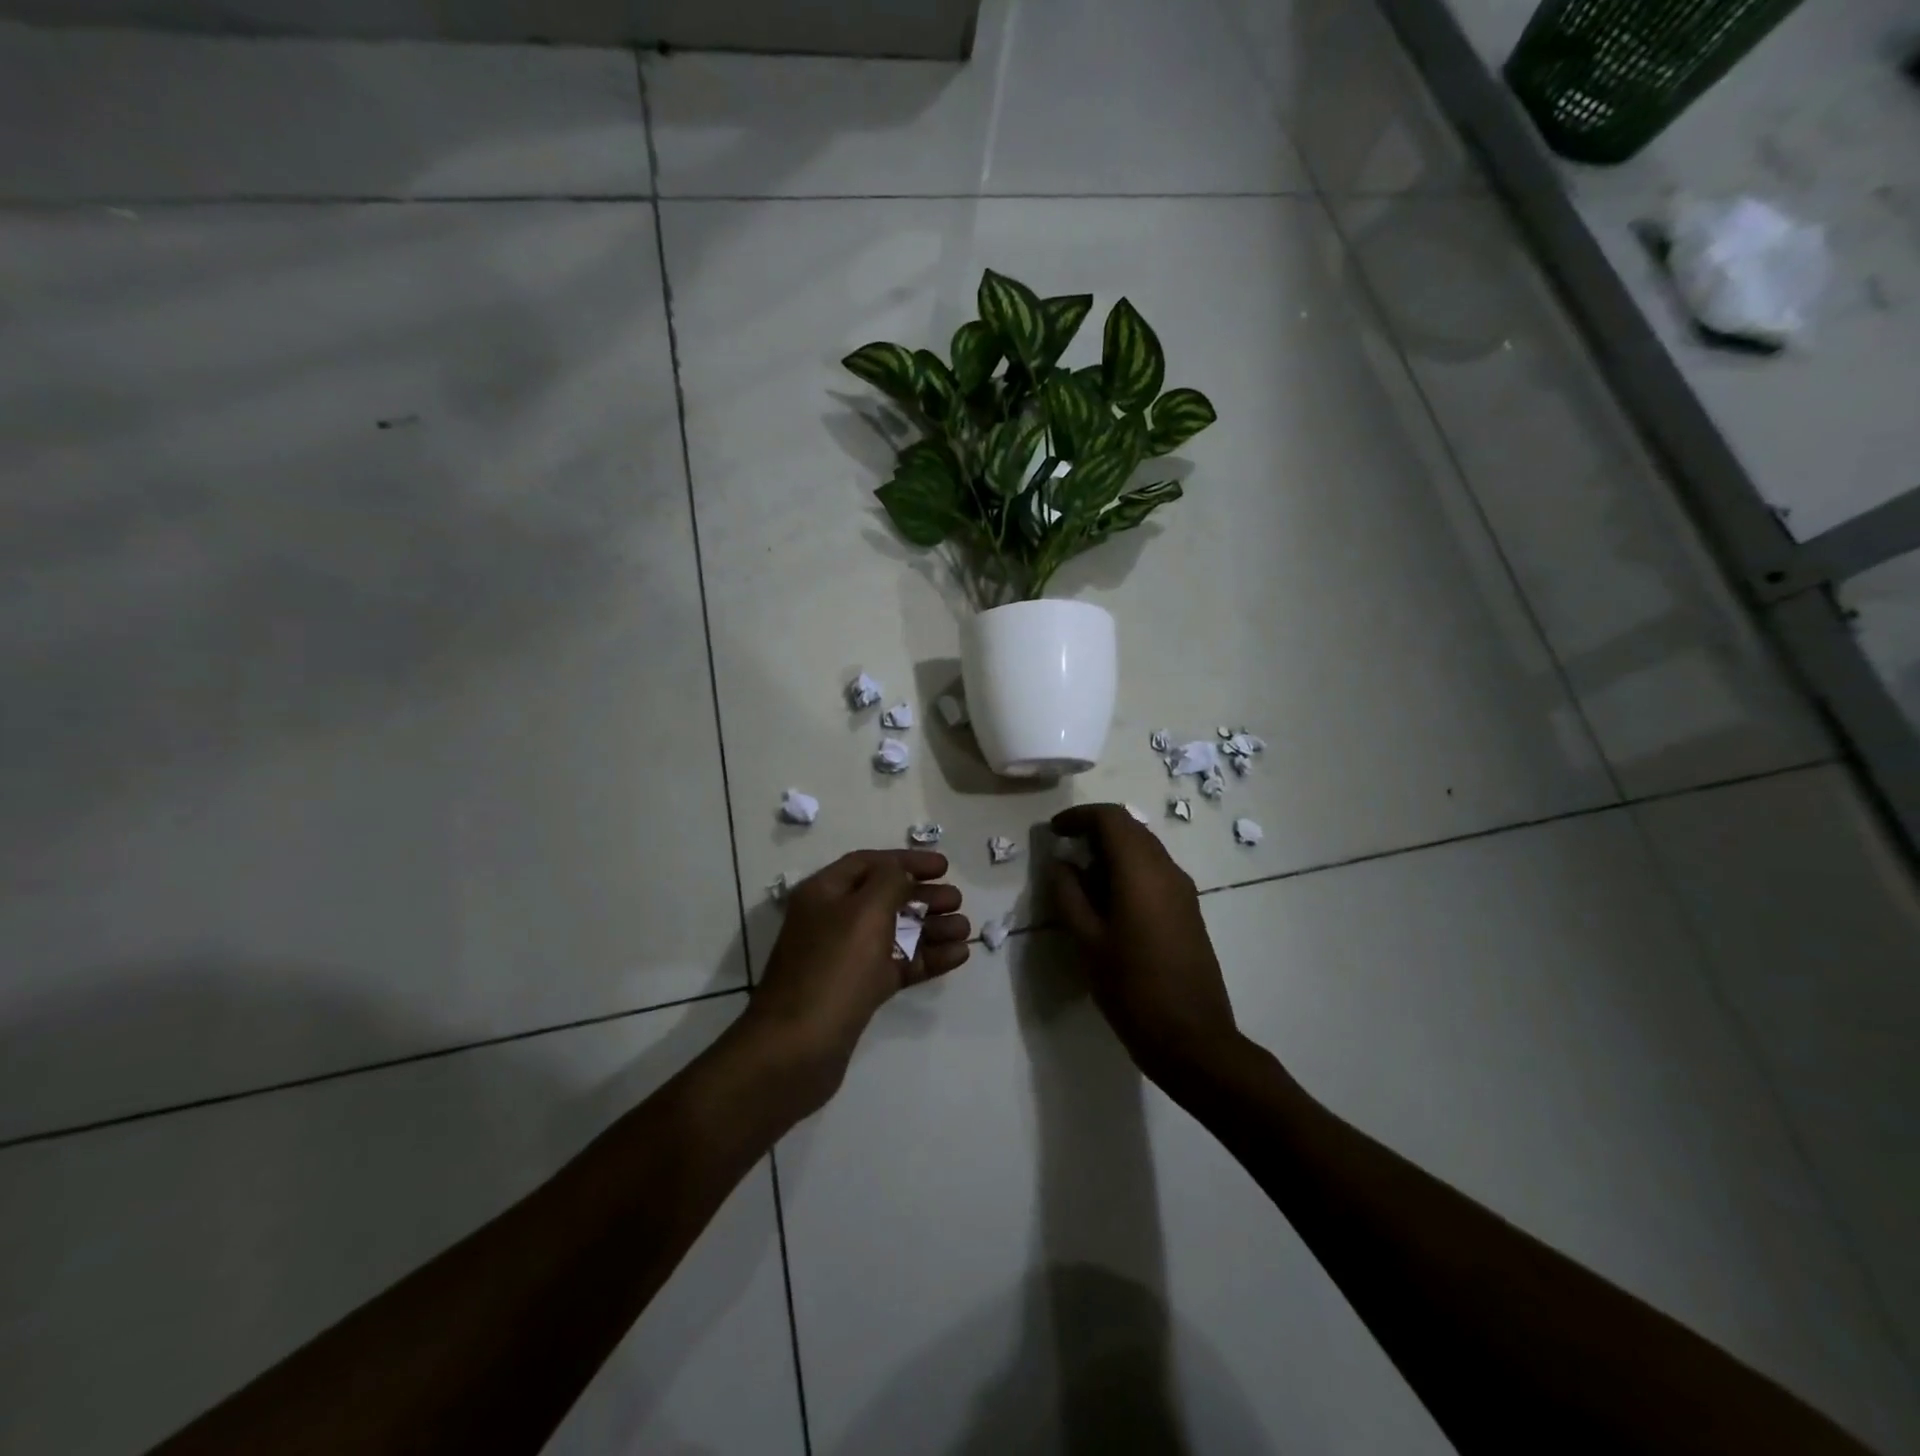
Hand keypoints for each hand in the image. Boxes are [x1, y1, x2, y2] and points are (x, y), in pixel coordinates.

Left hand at [742, 849, 968, 1104]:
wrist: (797, 1049)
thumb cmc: (832, 969)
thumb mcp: (864, 912)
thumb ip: (890, 882)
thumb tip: (902, 873)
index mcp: (824, 893)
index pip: (870, 863)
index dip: (907, 861)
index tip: (944, 866)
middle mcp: (832, 920)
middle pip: (885, 898)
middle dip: (923, 896)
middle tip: (957, 900)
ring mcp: (845, 958)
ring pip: (895, 933)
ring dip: (931, 928)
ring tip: (966, 929)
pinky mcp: (858, 991)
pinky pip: (897, 965)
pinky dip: (926, 958)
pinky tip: (958, 956)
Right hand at [1049, 805, 1240, 1087]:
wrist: (1192, 1039)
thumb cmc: (1132, 989)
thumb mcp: (1087, 941)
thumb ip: (1069, 894)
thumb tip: (1060, 863)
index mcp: (1141, 871)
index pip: (1111, 818)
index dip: (1079, 816)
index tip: (1053, 830)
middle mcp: (1167, 870)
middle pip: (1130, 829)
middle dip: (1095, 831)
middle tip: (1063, 850)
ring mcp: (1183, 890)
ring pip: (1144, 849)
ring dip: (1112, 850)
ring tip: (1080, 877)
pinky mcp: (1189, 910)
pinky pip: (1155, 871)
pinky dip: (1128, 870)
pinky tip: (1108, 900)